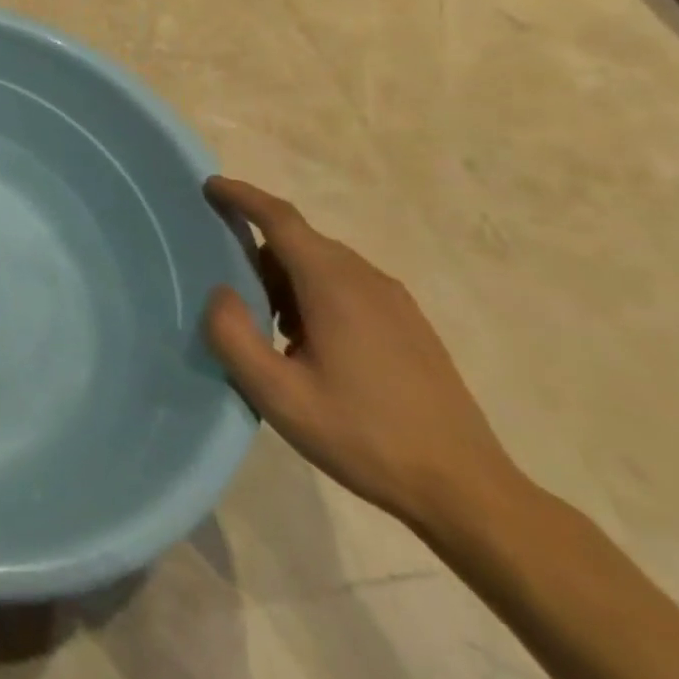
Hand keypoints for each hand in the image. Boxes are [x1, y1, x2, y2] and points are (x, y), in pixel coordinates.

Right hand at [202, 177, 516, 532]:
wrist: (468, 492)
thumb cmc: (364, 437)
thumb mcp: (278, 395)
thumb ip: (233, 336)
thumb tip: (220, 293)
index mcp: (334, 286)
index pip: (281, 219)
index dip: (242, 197)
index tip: (210, 186)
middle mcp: (367, 280)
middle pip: (301, 239)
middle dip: (257, 243)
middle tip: (221, 271)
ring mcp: (396, 303)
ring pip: (324, 263)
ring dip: (285, 273)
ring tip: (262, 318)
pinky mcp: (410, 326)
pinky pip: (347, 285)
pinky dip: (313, 291)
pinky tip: (305, 340)